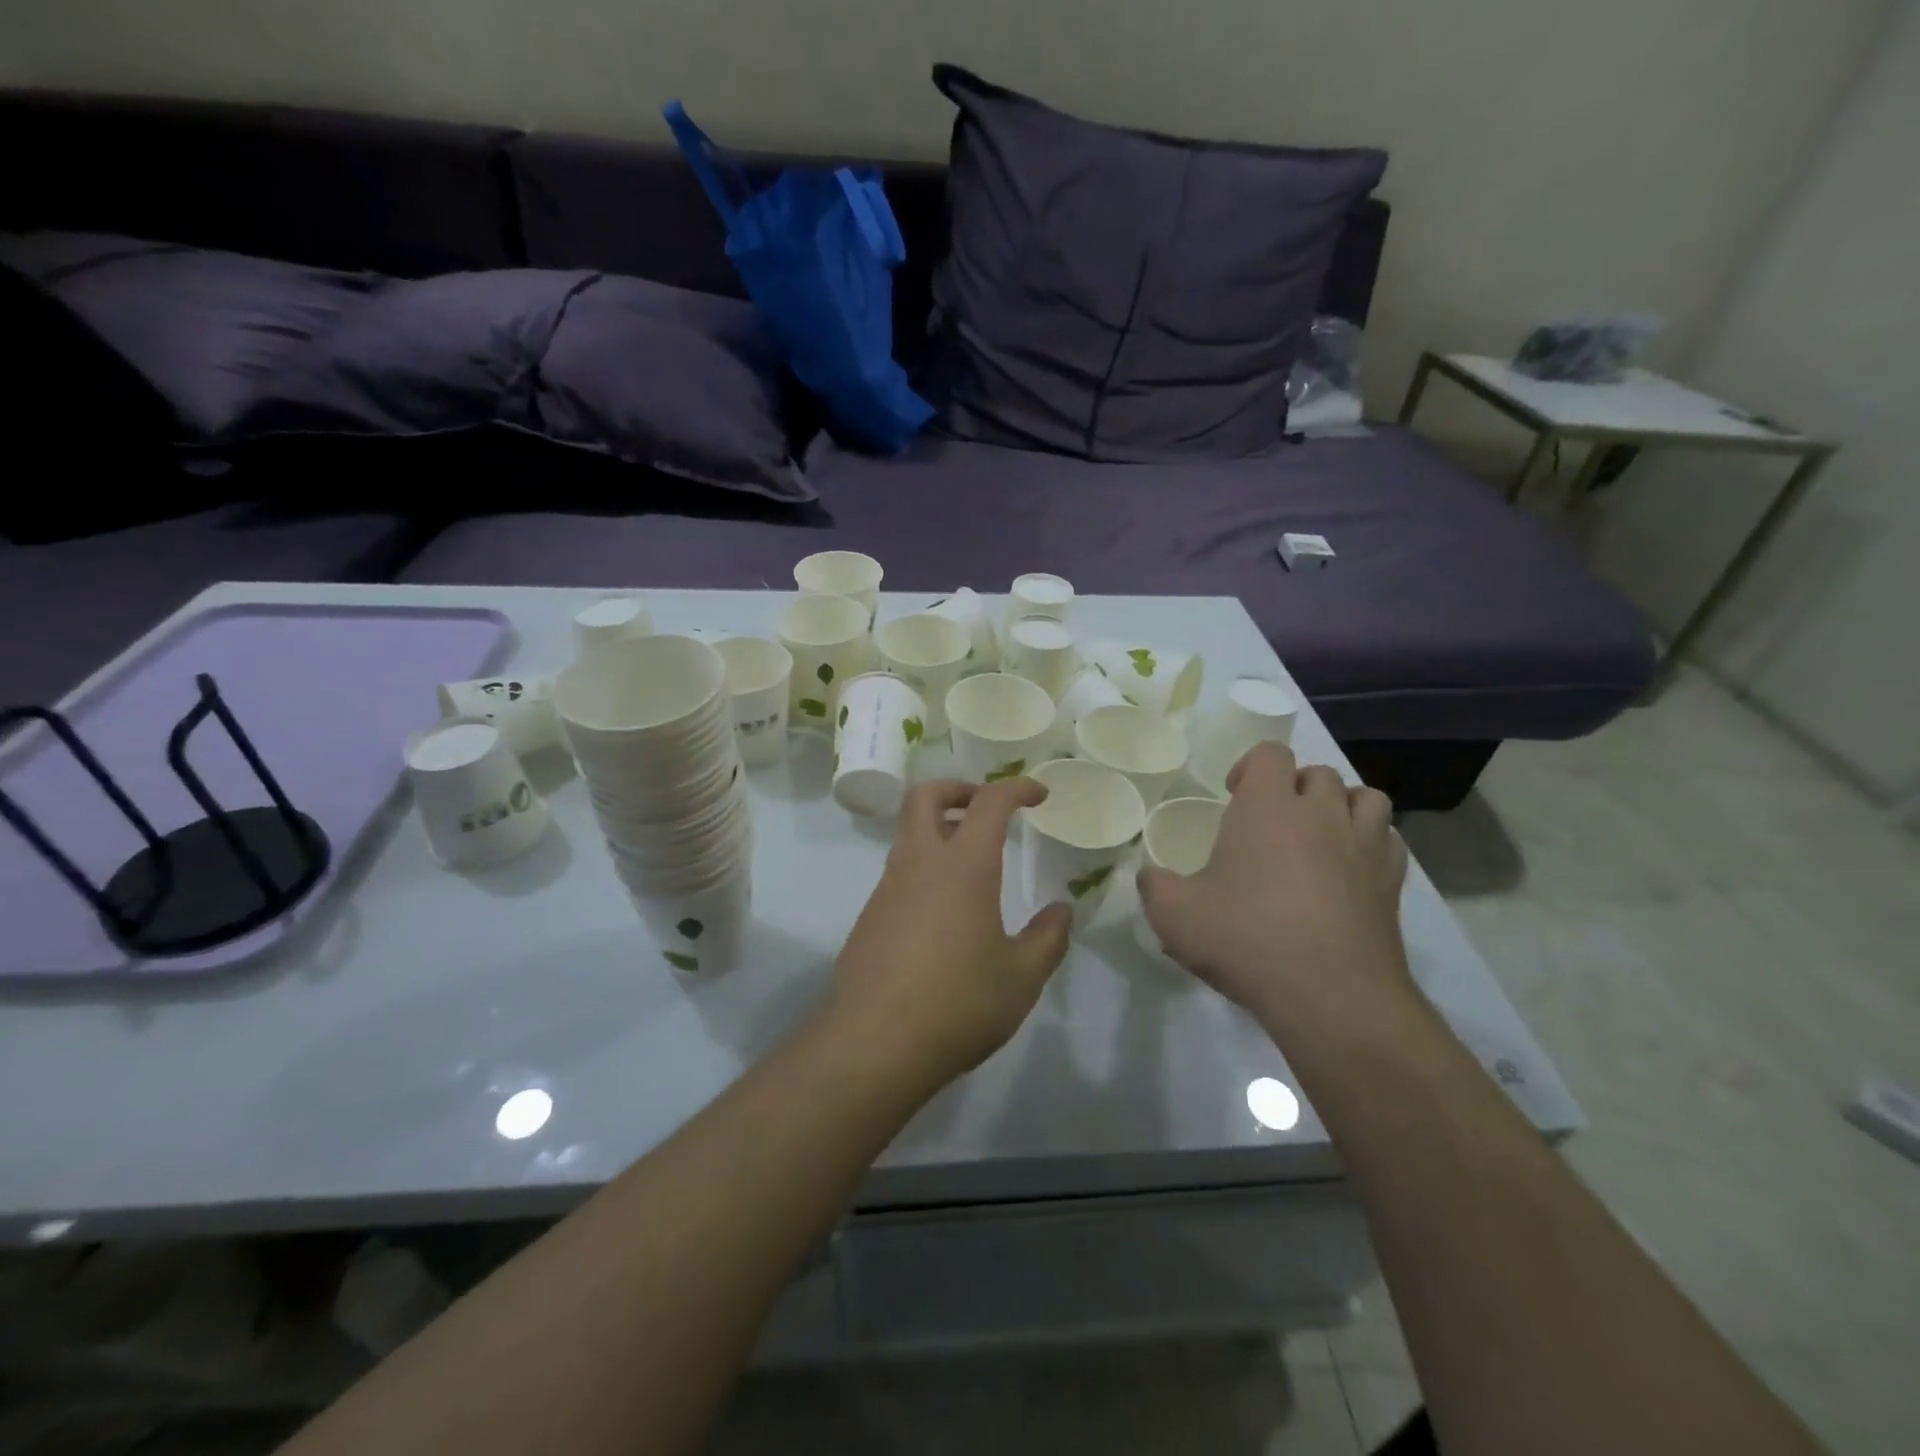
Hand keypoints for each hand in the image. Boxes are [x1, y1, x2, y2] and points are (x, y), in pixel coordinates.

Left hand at [829, 778, 1073, 1092]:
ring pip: (908, 835)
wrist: (874, 1044)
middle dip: (958, 789)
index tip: (1038, 795)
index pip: (990, 802)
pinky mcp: (868, 918)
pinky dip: (923, 870)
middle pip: (926, 796)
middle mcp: (920, 864)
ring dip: (938, 831)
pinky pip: (898, 874)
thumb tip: (1061, 912)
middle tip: (985, 809)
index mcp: (963, 867)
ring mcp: (887, 889)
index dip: (1016, 788)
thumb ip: (1047, 939)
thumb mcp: (1021, 978)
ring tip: (971, 865)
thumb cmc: (958, 1003)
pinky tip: (943, 915)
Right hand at [1137, 743, 1413, 1039]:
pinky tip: (1350, 870)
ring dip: (1341, 807)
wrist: (1330, 996)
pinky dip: (1371, 843)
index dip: (1251, 766)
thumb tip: (1150, 877)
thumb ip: (1153, 886)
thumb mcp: (1174, 914)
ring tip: (1319, 836)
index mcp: (1268, 807)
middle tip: (1272, 822)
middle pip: (1318, 773)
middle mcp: (1321, 814)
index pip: (1271, 753)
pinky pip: (1388, 841)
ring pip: (1365, 798)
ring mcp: (1364, 847)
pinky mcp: (1392, 884)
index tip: (1234, 796)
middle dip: (1294, 787)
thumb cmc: (1245, 939)